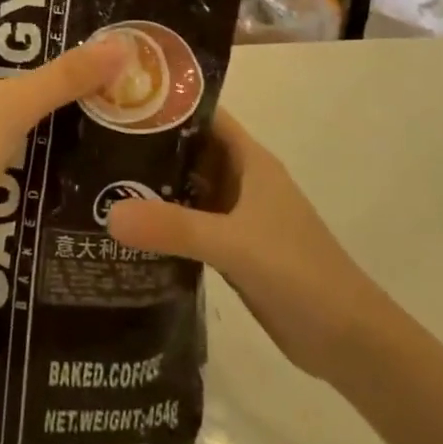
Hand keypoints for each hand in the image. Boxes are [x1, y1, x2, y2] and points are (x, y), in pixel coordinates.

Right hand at [106, 110, 388, 380]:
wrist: (347, 339)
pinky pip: (192, 226)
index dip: (167, 105)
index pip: (204, 117)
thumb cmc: (298, 272)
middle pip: (191, 152)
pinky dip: (165, 224)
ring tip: (98, 185)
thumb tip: (109, 212)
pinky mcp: (234, 250)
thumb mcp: (234, 244)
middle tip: (95, 147)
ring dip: (154, 188)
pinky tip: (127, 232)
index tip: (120, 103)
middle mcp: (243, 181)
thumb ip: (174, 227)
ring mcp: (239, 217)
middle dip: (150, 148)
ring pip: (190, 190)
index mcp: (251, 161)